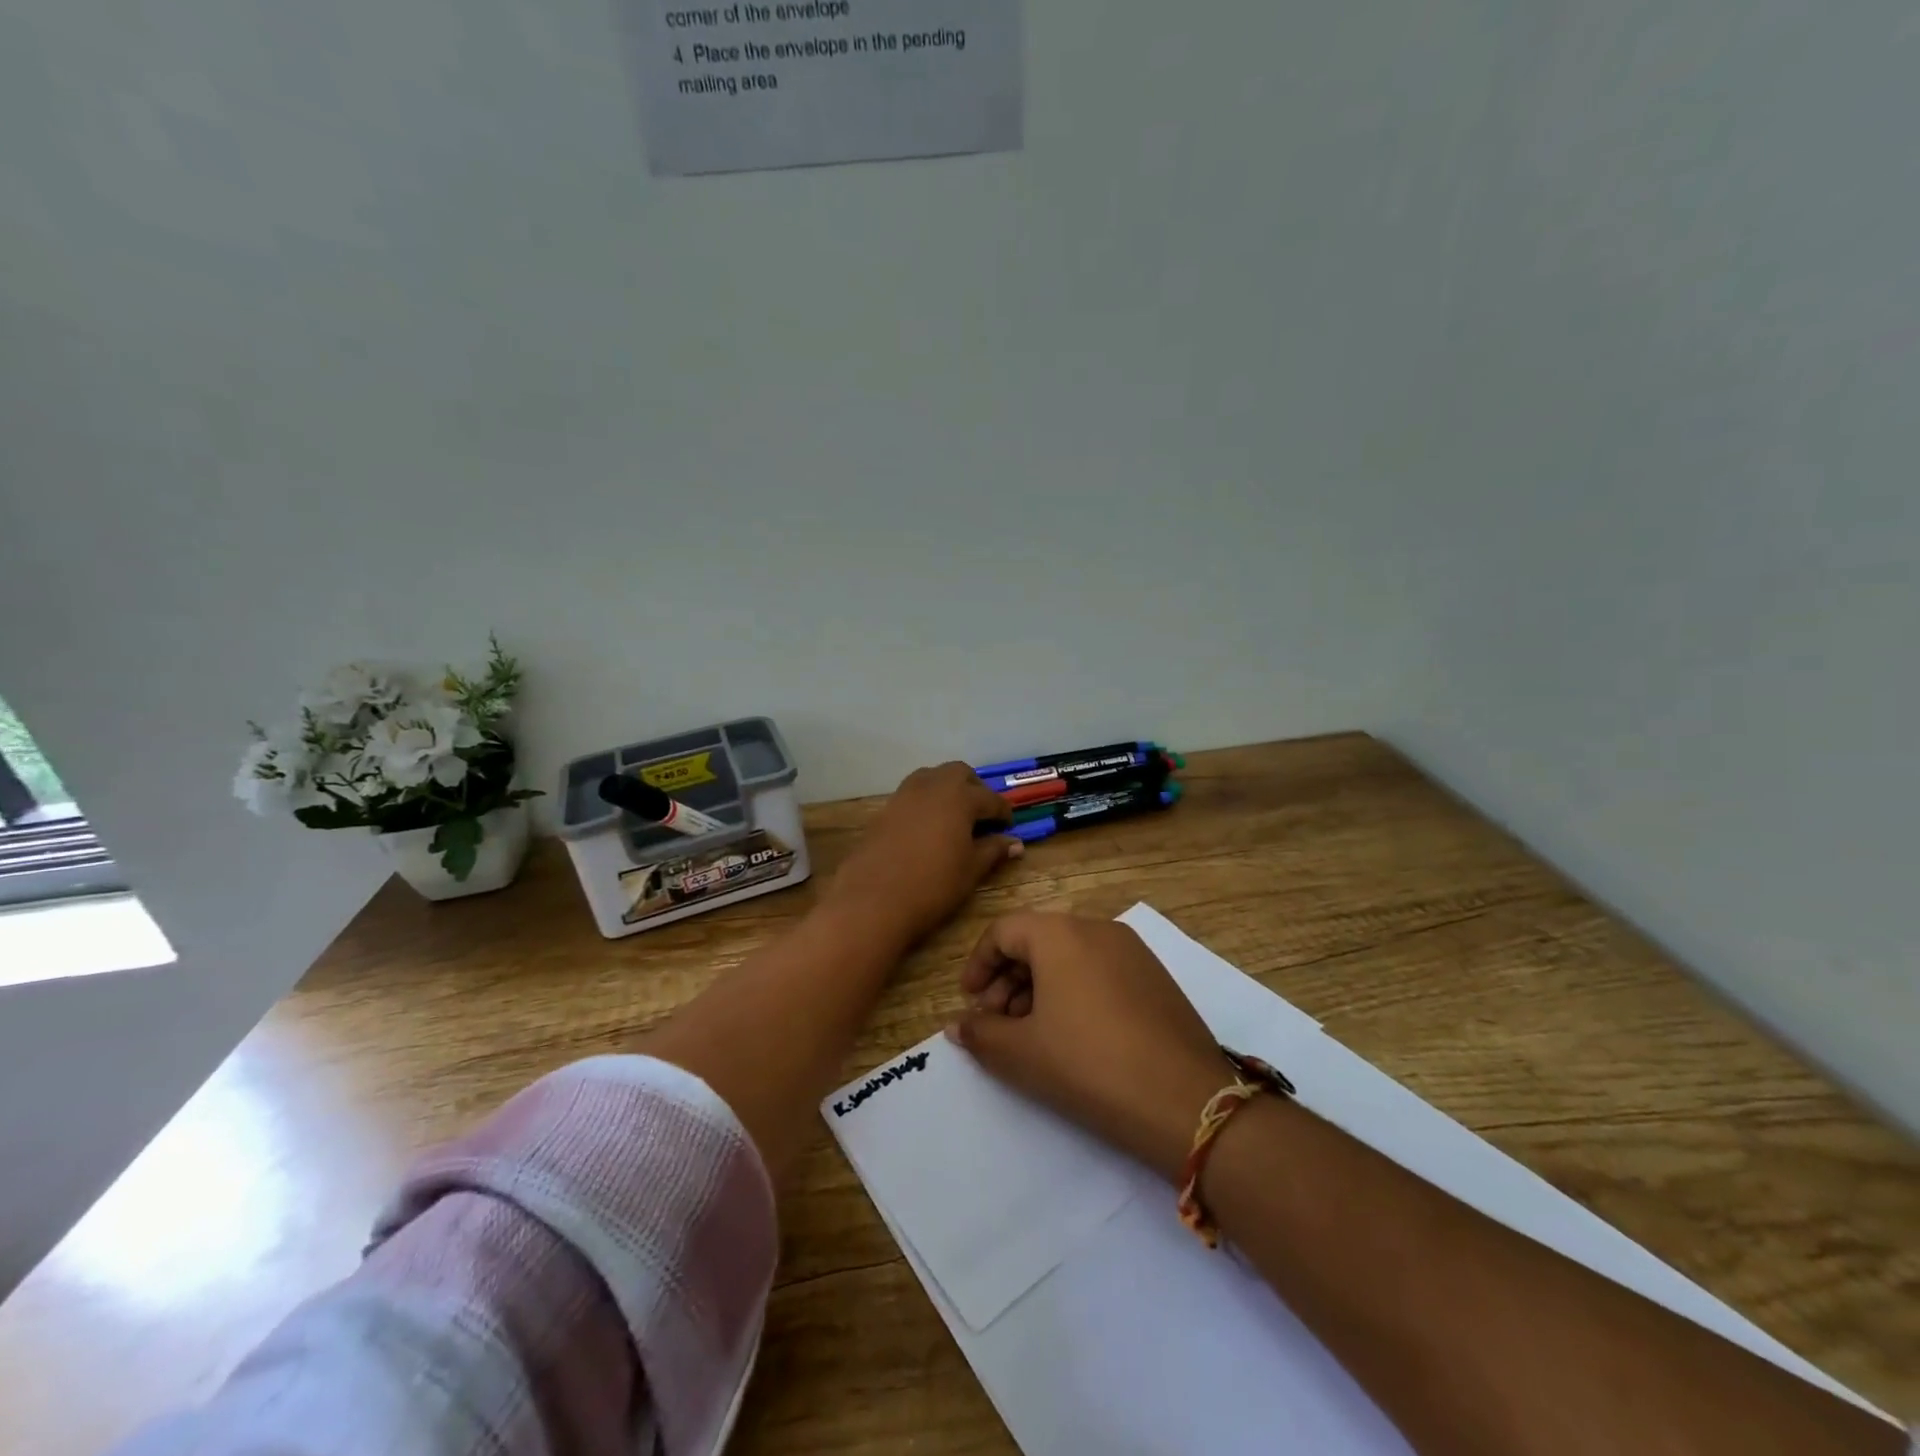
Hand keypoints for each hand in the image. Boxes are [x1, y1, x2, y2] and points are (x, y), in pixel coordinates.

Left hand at [827, 763, 1021, 944]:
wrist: (873, 900)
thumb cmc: (933, 885)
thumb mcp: (971, 870)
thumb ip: (993, 850)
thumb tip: (1014, 843)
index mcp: (960, 797)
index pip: (990, 798)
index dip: (1002, 812)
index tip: (1008, 827)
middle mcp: (932, 786)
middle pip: (959, 773)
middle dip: (974, 788)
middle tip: (981, 815)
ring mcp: (904, 795)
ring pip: (931, 777)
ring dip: (947, 789)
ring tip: (954, 817)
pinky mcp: (884, 810)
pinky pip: (911, 794)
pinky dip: (925, 802)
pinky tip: (928, 828)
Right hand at [947, 913, 1231, 1181]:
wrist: (1185, 1102)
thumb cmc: (1088, 1066)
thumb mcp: (1022, 1054)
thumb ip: (981, 1034)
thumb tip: (958, 1026)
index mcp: (1061, 934)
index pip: (1004, 931)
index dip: (978, 964)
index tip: (970, 1002)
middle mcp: (1097, 928)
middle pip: (1037, 940)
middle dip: (1008, 979)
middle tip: (997, 1023)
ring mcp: (1132, 951)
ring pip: (1070, 955)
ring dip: (1039, 986)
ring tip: (1032, 1033)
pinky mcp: (1156, 977)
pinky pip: (1100, 969)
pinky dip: (1075, 990)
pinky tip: (1074, 1034)